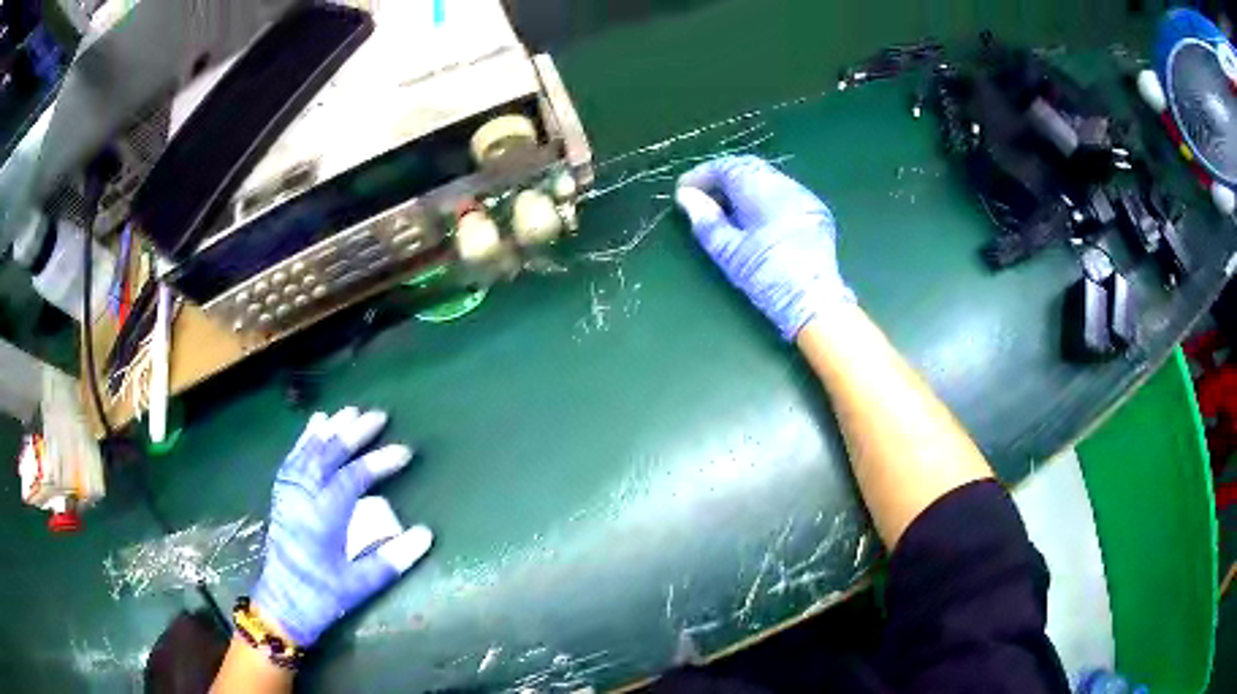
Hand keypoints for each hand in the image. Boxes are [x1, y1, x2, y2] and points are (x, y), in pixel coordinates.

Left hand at [252, 408, 432, 646]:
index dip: (378, 462)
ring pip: (307, 453)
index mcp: (322, 519)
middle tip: (377, 416)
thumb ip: (393, 559)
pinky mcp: (281, 498)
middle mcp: (302, 499)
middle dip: (352, 434)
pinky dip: (303, 440)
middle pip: (326, 456)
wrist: (282, 604)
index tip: (404, 451)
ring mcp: (288, 496)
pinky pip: (292, 460)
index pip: (352, 479)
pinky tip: (313, 428)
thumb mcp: (360, 585)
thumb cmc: (322, 597)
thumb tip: (426, 534)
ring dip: (328, 430)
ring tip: (348, 411)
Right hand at [676, 155, 853, 340]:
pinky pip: (783, 192)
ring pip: (767, 178)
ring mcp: (805, 198)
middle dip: (722, 177)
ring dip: (742, 186)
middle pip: (749, 168)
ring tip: (724, 208)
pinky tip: (754, 217)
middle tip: (701, 197)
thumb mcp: (729, 252)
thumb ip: (705, 220)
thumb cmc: (768, 278)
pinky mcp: (816, 213)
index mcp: (763, 191)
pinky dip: (762, 196)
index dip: (701, 175)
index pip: (727, 167)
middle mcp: (786, 186)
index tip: (683, 190)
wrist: (815, 303)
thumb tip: (686, 197)